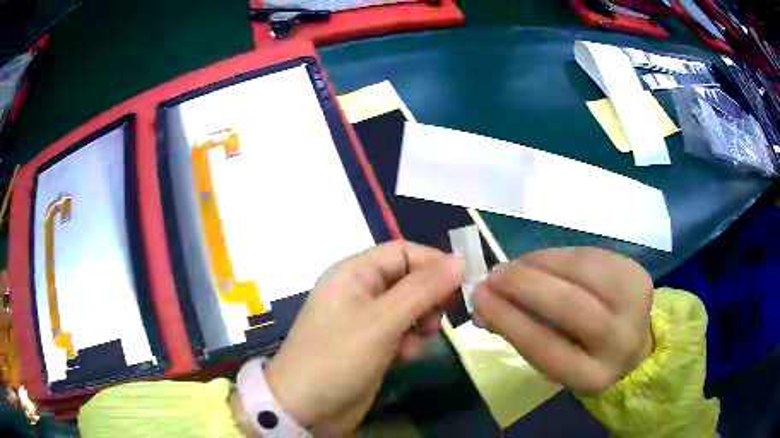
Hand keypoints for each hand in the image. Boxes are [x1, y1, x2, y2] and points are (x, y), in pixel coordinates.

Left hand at [264, 241, 462, 434]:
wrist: (306, 408)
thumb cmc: (339, 356)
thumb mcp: (382, 320)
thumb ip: (422, 289)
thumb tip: (459, 261)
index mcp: (355, 273)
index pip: (403, 252)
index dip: (433, 263)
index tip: (460, 283)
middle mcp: (360, 291)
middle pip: (409, 280)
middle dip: (428, 297)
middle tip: (438, 318)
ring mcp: (366, 320)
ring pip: (410, 308)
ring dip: (422, 322)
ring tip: (417, 342)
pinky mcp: (372, 345)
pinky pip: (403, 332)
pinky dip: (410, 341)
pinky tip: (405, 357)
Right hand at [473, 247, 653, 393]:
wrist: (633, 340)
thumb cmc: (584, 355)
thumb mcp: (554, 360)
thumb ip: (522, 335)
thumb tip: (482, 307)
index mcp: (592, 376)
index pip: (544, 346)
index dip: (508, 318)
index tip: (479, 297)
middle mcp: (620, 342)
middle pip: (569, 305)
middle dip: (524, 284)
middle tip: (494, 274)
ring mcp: (634, 304)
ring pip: (581, 271)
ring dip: (540, 263)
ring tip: (515, 265)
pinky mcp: (637, 274)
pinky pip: (591, 256)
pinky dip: (559, 255)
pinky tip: (541, 260)